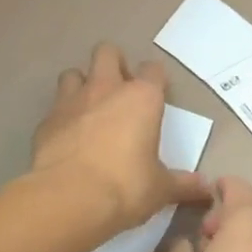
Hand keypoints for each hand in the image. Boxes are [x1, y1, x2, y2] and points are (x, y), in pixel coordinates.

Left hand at [31, 43, 210, 234]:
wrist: (68, 199)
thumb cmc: (125, 187)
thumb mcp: (160, 189)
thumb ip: (182, 184)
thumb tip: (205, 189)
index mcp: (142, 98)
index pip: (153, 69)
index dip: (155, 79)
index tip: (157, 95)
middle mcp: (106, 89)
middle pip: (107, 52)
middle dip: (113, 63)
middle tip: (119, 89)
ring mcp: (72, 101)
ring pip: (73, 73)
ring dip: (82, 85)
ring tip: (88, 108)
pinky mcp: (46, 120)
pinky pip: (54, 108)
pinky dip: (61, 117)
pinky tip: (66, 138)